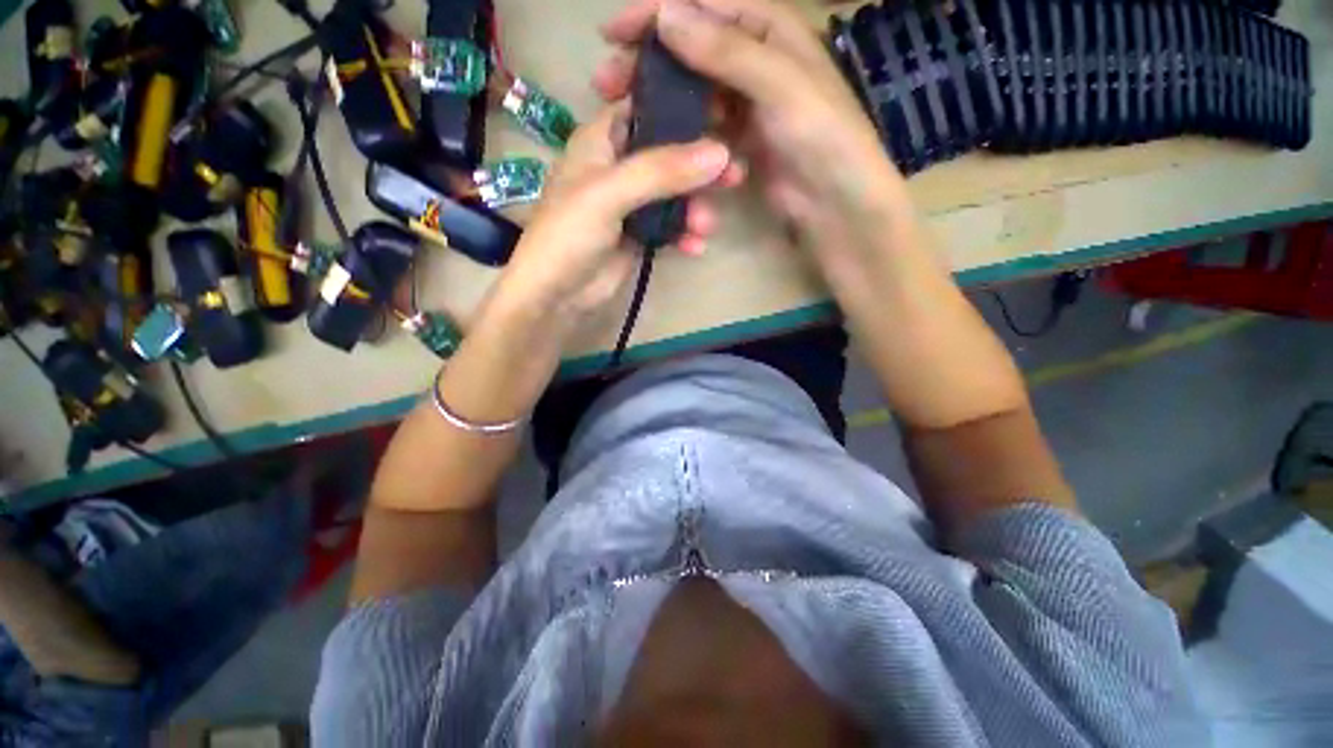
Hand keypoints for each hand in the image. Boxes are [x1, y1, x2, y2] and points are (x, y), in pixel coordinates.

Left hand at [488, 102, 740, 346]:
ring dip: (695, 208)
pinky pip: (670, 227)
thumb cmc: (570, 234)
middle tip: (735, 176)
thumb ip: (662, 171)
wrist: (557, 295)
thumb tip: (721, 153)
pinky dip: (684, 235)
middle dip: (700, 167)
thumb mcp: (610, 194)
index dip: (680, 108)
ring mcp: (630, 205)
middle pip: (668, 155)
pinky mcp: (639, 236)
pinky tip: (695, 247)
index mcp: (601, 141)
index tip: (721, 115)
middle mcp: (618, 167)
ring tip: (706, 226)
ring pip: (674, 194)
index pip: (644, 107)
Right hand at [594, 0, 917, 278]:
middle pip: (690, 46)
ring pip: (692, 88)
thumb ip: (726, 51)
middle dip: (648, 60)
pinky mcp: (739, 138)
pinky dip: (682, 130)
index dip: (655, 12)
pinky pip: (703, 125)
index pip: (703, 4)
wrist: (836, 203)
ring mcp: (745, 101)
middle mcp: (754, 57)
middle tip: (607, 82)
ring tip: (626, 114)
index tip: (612, 34)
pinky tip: (662, 141)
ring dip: (660, 98)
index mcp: (769, 27)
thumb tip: (666, 14)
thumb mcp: (778, 85)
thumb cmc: (821, 136)